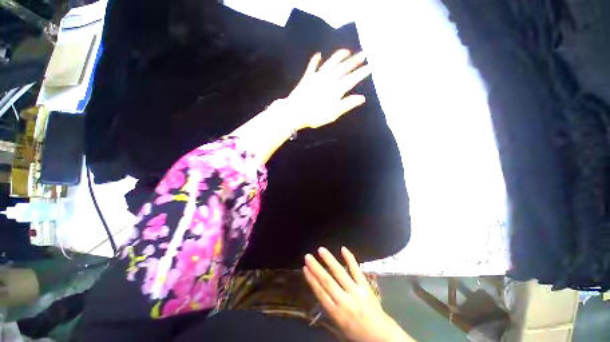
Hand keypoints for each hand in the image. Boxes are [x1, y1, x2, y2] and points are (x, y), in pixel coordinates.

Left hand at [286, 49, 369, 129]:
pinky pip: (312, 66)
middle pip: (343, 68)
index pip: (352, 79)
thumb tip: (362, 98)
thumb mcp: (333, 114)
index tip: (370, 66)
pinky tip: (318, 54)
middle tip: (363, 54)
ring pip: (330, 63)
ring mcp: (317, 77)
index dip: (362, 72)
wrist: (295, 112)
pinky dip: (315, 60)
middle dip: (354, 60)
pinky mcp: (307, 77)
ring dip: (339, 56)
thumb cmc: (315, 116)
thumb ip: (347, 104)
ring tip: (347, 51)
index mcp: (336, 90)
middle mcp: (329, 80)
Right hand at [303, 247, 414, 341]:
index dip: (311, 280)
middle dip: (316, 268)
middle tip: (308, 256)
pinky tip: (343, 249)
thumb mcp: (339, 328)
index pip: (320, 293)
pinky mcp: (365, 287)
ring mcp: (356, 292)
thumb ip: (330, 310)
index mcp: (336, 314)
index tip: (305, 268)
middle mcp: (344, 301)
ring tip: (321, 250)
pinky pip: (356, 270)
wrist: (382, 337)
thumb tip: (320, 292)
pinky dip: (350, 259)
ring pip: (340, 273)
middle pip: (327, 281)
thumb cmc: (358, 334)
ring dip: (329, 260)